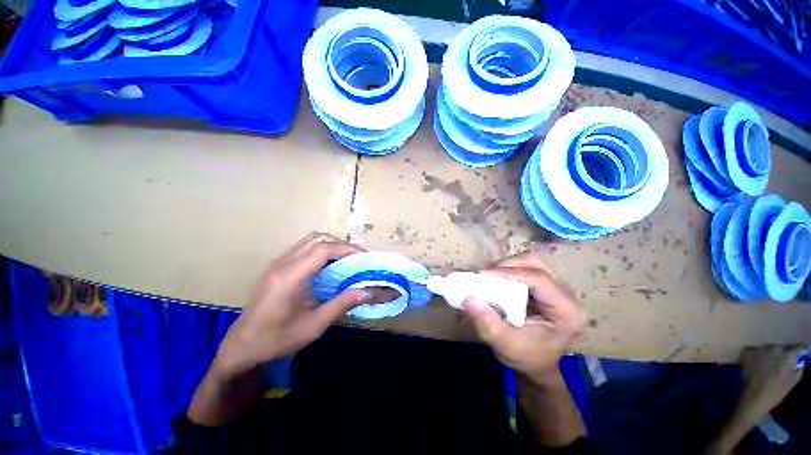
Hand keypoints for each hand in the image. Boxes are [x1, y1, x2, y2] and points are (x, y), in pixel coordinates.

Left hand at [213, 233, 370, 376]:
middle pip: (317, 239)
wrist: (243, 346)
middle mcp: (282, 264)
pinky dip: (320, 249)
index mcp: (290, 277)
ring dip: (330, 245)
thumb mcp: (314, 325)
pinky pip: (302, 247)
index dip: (346, 248)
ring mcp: (277, 263)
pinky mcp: (276, 266)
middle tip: (357, 257)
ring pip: (309, 240)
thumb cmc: (279, 339)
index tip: (363, 256)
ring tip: (345, 258)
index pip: (323, 249)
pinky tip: (327, 265)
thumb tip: (368, 292)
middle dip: (341, 245)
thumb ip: (342, 304)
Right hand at [463, 252, 585, 382]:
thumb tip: (469, 299)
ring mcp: (557, 288)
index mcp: (566, 312)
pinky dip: (508, 270)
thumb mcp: (505, 346)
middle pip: (536, 264)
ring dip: (507, 266)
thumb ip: (488, 324)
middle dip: (507, 265)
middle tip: (484, 275)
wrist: (537, 364)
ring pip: (531, 261)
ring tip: (488, 277)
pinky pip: (526, 267)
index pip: (539, 280)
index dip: (509, 272)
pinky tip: (496, 279)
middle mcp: (566, 295)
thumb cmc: (526, 358)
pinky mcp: (545, 286)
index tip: (482, 275)